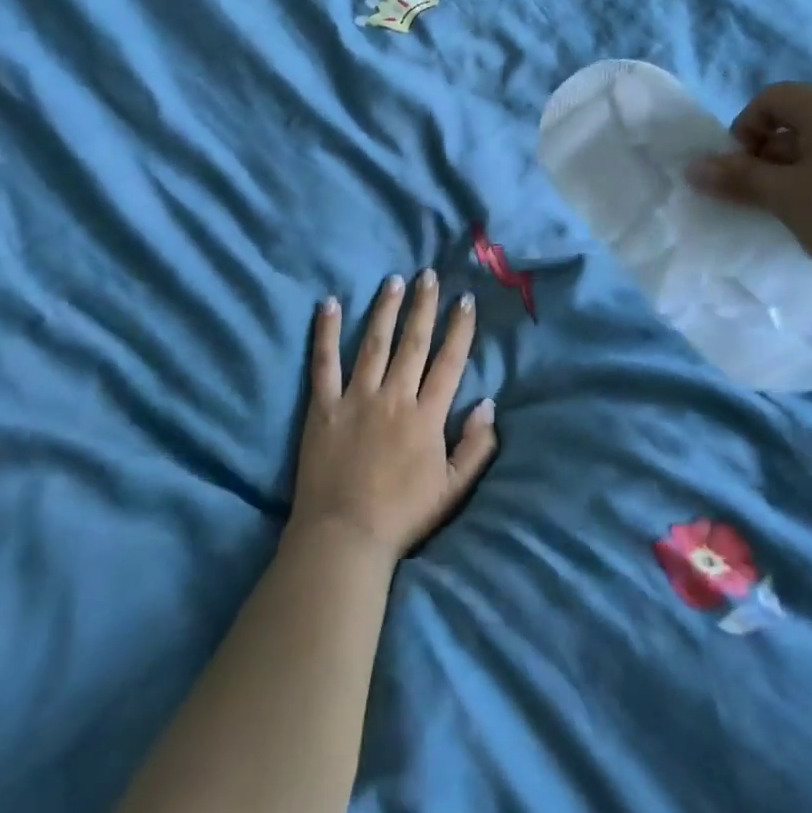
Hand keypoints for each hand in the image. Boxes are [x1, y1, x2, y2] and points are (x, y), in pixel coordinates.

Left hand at [292, 271, 497, 559]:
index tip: (464, 300)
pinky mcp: (323, 406)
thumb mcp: (453, 489)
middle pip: (413, 342)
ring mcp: (356, 398)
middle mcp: (394, 396)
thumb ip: (476, 446)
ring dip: (385, 309)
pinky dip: (325, 332)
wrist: (344, 537)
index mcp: (427, 416)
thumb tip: (488, 403)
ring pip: (374, 343)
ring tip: (394, 280)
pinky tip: (328, 304)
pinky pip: (324, 362)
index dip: (459, 328)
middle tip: (429, 275)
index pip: (448, 361)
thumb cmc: (402, 515)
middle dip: (423, 306)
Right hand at [687, 84, 811, 304]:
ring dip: (788, 176)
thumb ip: (739, 178)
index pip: (771, 99)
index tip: (742, 171)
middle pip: (791, 123)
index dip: (744, 130)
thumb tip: (694, 168)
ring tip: (785, 214)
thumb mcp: (786, 197)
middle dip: (764, 158)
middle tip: (758, 198)